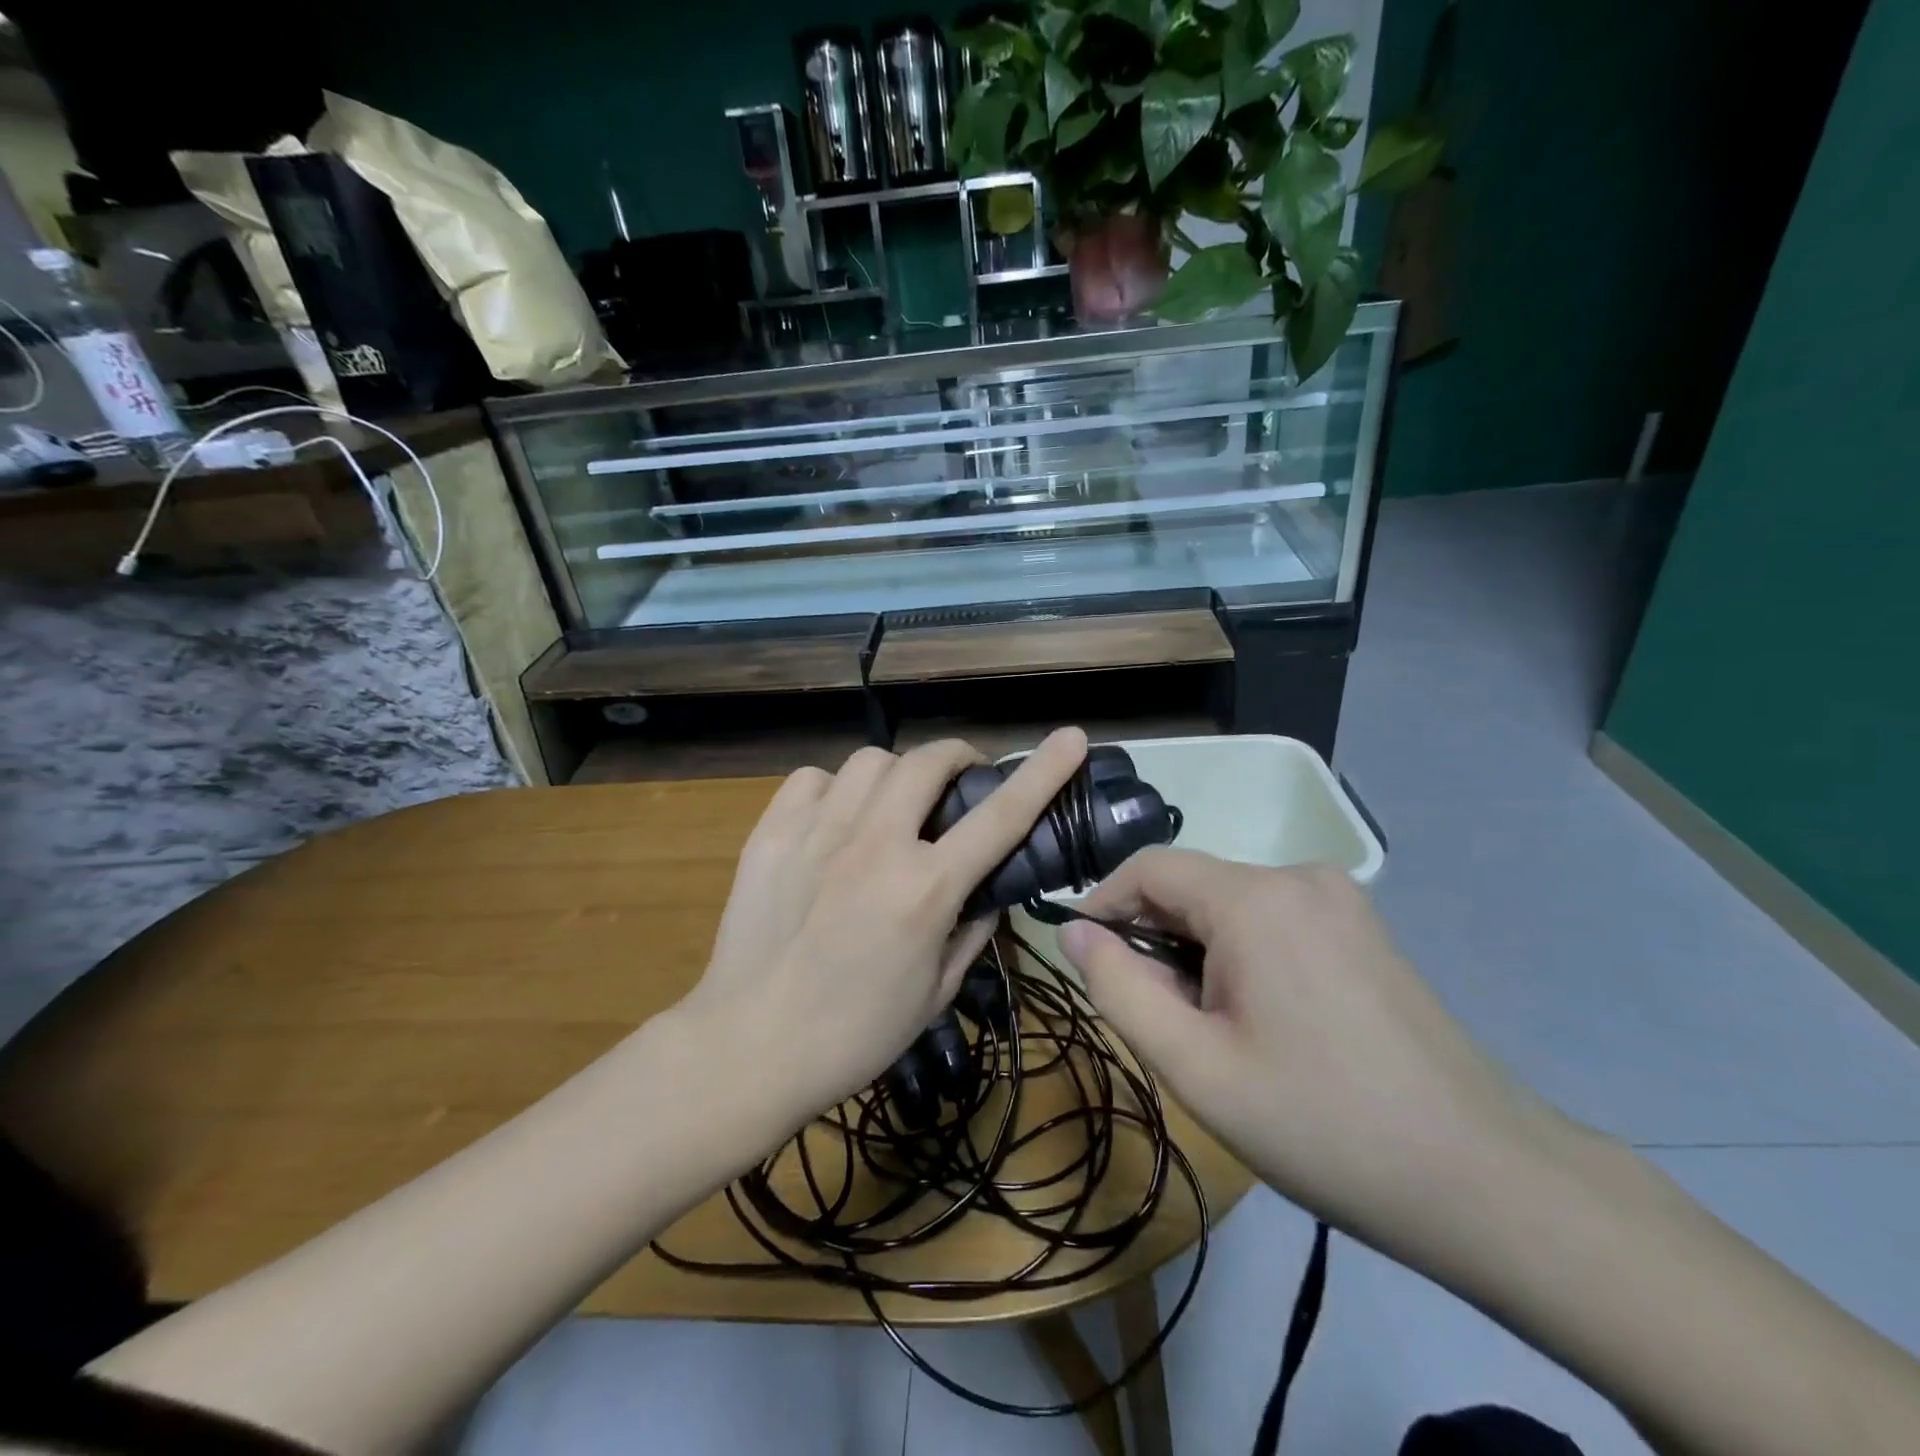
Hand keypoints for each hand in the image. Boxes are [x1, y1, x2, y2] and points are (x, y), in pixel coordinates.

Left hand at [687, 728, 1089, 1133]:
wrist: (749, 1046)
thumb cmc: (854, 1034)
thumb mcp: (936, 993)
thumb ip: (973, 931)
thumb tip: (988, 891)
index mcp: (925, 889)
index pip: (1001, 815)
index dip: (1043, 771)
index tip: (1070, 738)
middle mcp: (875, 844)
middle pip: (927, 762)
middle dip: (956, 759)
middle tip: (959, 784)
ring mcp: (818, 832)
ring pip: (871, 761)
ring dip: (896, 775)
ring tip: (892, 807)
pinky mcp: (772, 833)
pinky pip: (813, 778)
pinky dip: (835, 789)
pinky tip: (836, 819)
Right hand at [1059, 849, 1539, 1245]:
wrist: (1485, 1180)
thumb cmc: (1322, 1124)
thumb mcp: (1195, 1066)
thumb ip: (1118, 987)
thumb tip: (1070, 930)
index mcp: (1254, 897)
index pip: (1148, 867)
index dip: (1103, 904)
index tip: (1087, 961)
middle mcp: (1298, 875)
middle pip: (1192, 886)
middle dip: (1157, 940)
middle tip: (1162, 1020)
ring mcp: (1340, 897)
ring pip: (1231, 904)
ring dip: (1200, 951)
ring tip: (1216, 1030)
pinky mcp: (1363, 926)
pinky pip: (1274, 918)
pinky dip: (1243, 953)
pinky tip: (1265, 1019)